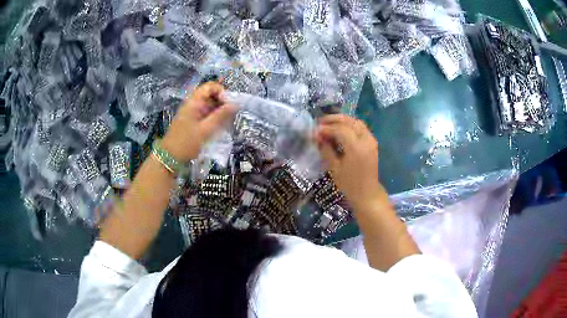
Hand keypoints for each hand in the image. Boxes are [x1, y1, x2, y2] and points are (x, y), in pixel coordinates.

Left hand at [162, 82, 236, 161]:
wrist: (170, 157)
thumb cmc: (186, 142)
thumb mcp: (205, 129)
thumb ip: (221, 116)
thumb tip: (236, 104)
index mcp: (194, 102)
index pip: (210, 86)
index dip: (222, 92)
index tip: (228, 105)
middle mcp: (193, 104)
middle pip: (211, 95)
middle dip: (223, 102)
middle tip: (231, 115)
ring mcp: (193, 112)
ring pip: (210, 105)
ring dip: (220, 111)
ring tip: (227, 122)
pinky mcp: (193, 121)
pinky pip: (207, 114)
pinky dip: (214, 118)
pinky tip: (220, 127)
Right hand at [315, 115, 385, 211]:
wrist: (367, 194)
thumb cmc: (350, 185)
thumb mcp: (335, 168)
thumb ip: (326, 149)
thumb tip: (318, 136)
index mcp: (356, 147)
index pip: (340, 129)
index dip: (326, 128)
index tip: (315, 131)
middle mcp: (366, 140)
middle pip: (350, 121)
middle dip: (334, 119)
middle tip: (320, 122)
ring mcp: (371, 140)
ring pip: (356, 122)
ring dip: (343, 121)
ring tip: (329, 124)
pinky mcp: (372, 143)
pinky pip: (361, 128)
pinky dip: (350, 125)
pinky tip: (340, 130)